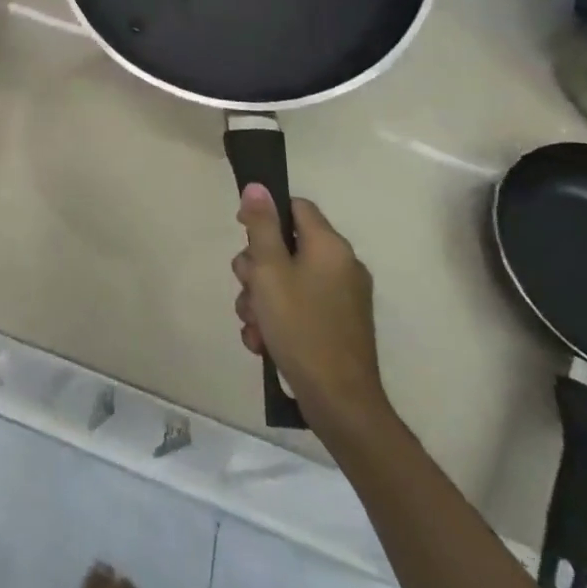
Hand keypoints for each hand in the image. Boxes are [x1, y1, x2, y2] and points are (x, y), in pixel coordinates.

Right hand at [232, 187, 391, 441]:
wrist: (339, 402)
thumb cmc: (300, 327)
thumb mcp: (270, 270)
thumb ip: (261, 226)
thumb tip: (258, 186)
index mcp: (330, 246)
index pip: (295, 207)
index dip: (265, 215)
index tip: (243, 236)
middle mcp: (341, 266)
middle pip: (286, 246)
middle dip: (256, 268)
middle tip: (247, 289)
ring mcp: (342, 298)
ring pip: (286, 280)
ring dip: (261, 298)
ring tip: (253, 325)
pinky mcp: (338, 326)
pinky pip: (299, 307)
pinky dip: (278, 319)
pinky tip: (264, 342)